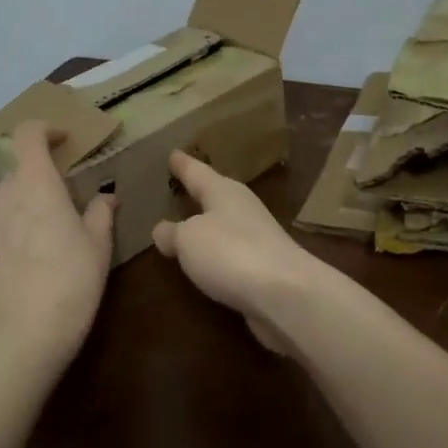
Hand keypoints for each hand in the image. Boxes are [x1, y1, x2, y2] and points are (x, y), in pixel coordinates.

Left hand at [0, 120, 115, 362]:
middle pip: (18, 176)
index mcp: (35, 184)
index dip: (44, 130)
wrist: (26, 336)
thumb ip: (100, 212)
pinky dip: (3, 244)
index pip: (28, 134)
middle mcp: (0, 197)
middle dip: (38, 185)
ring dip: (19, 215)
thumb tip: (106, 197)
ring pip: (0, 208)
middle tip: (60, 212)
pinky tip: (19, 273)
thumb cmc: (73, 279)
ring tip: (39, 248)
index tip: (61, 140)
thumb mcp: (99, 245)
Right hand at [152, 150, 325, 354]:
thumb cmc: (231, 253)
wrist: (285, 293)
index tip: (172, 153)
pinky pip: (231, 251)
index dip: (182, 164)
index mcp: (224, 191)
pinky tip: (207, 260)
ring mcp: (257, 237)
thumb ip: (173, 233)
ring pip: (225, 223)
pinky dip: (217, 252)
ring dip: (208, 223)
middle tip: (179, 184)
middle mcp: (243, 208)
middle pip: (215, 194)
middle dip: (198, 191)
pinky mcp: (263, 266)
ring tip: (187, 224)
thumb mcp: (189, 239)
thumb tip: (162, 229)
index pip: (197, 172)